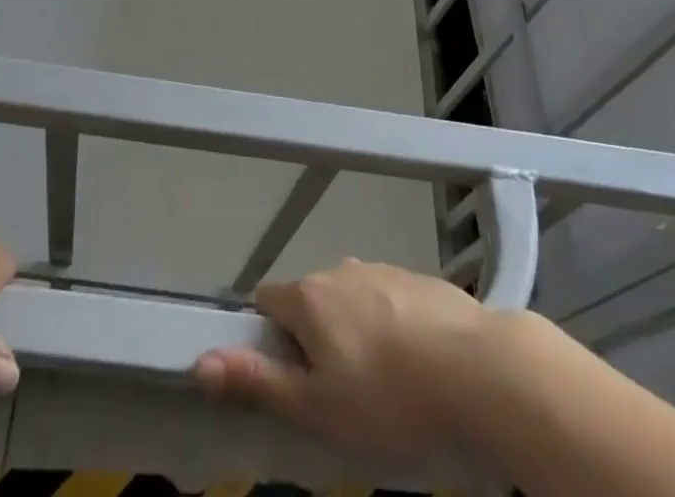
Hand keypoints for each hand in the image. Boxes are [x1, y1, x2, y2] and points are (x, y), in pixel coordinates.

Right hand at [194, 259, 508, 457]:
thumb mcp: (317, 405)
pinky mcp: (417, 277)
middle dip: (312, 336)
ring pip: (350, 297)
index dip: (267, 337)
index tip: (287, 375)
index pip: (266, 300)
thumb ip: (257, 382)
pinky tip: (413, 360)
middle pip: (309, 298)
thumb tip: (199, 362)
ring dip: (351, 328)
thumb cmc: (388, 396)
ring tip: (379, 379)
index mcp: (309, 296)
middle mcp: (340, 269)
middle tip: (336, 389)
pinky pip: (387, 297)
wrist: (476, 367)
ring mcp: (382, 268)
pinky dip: (387, 322)